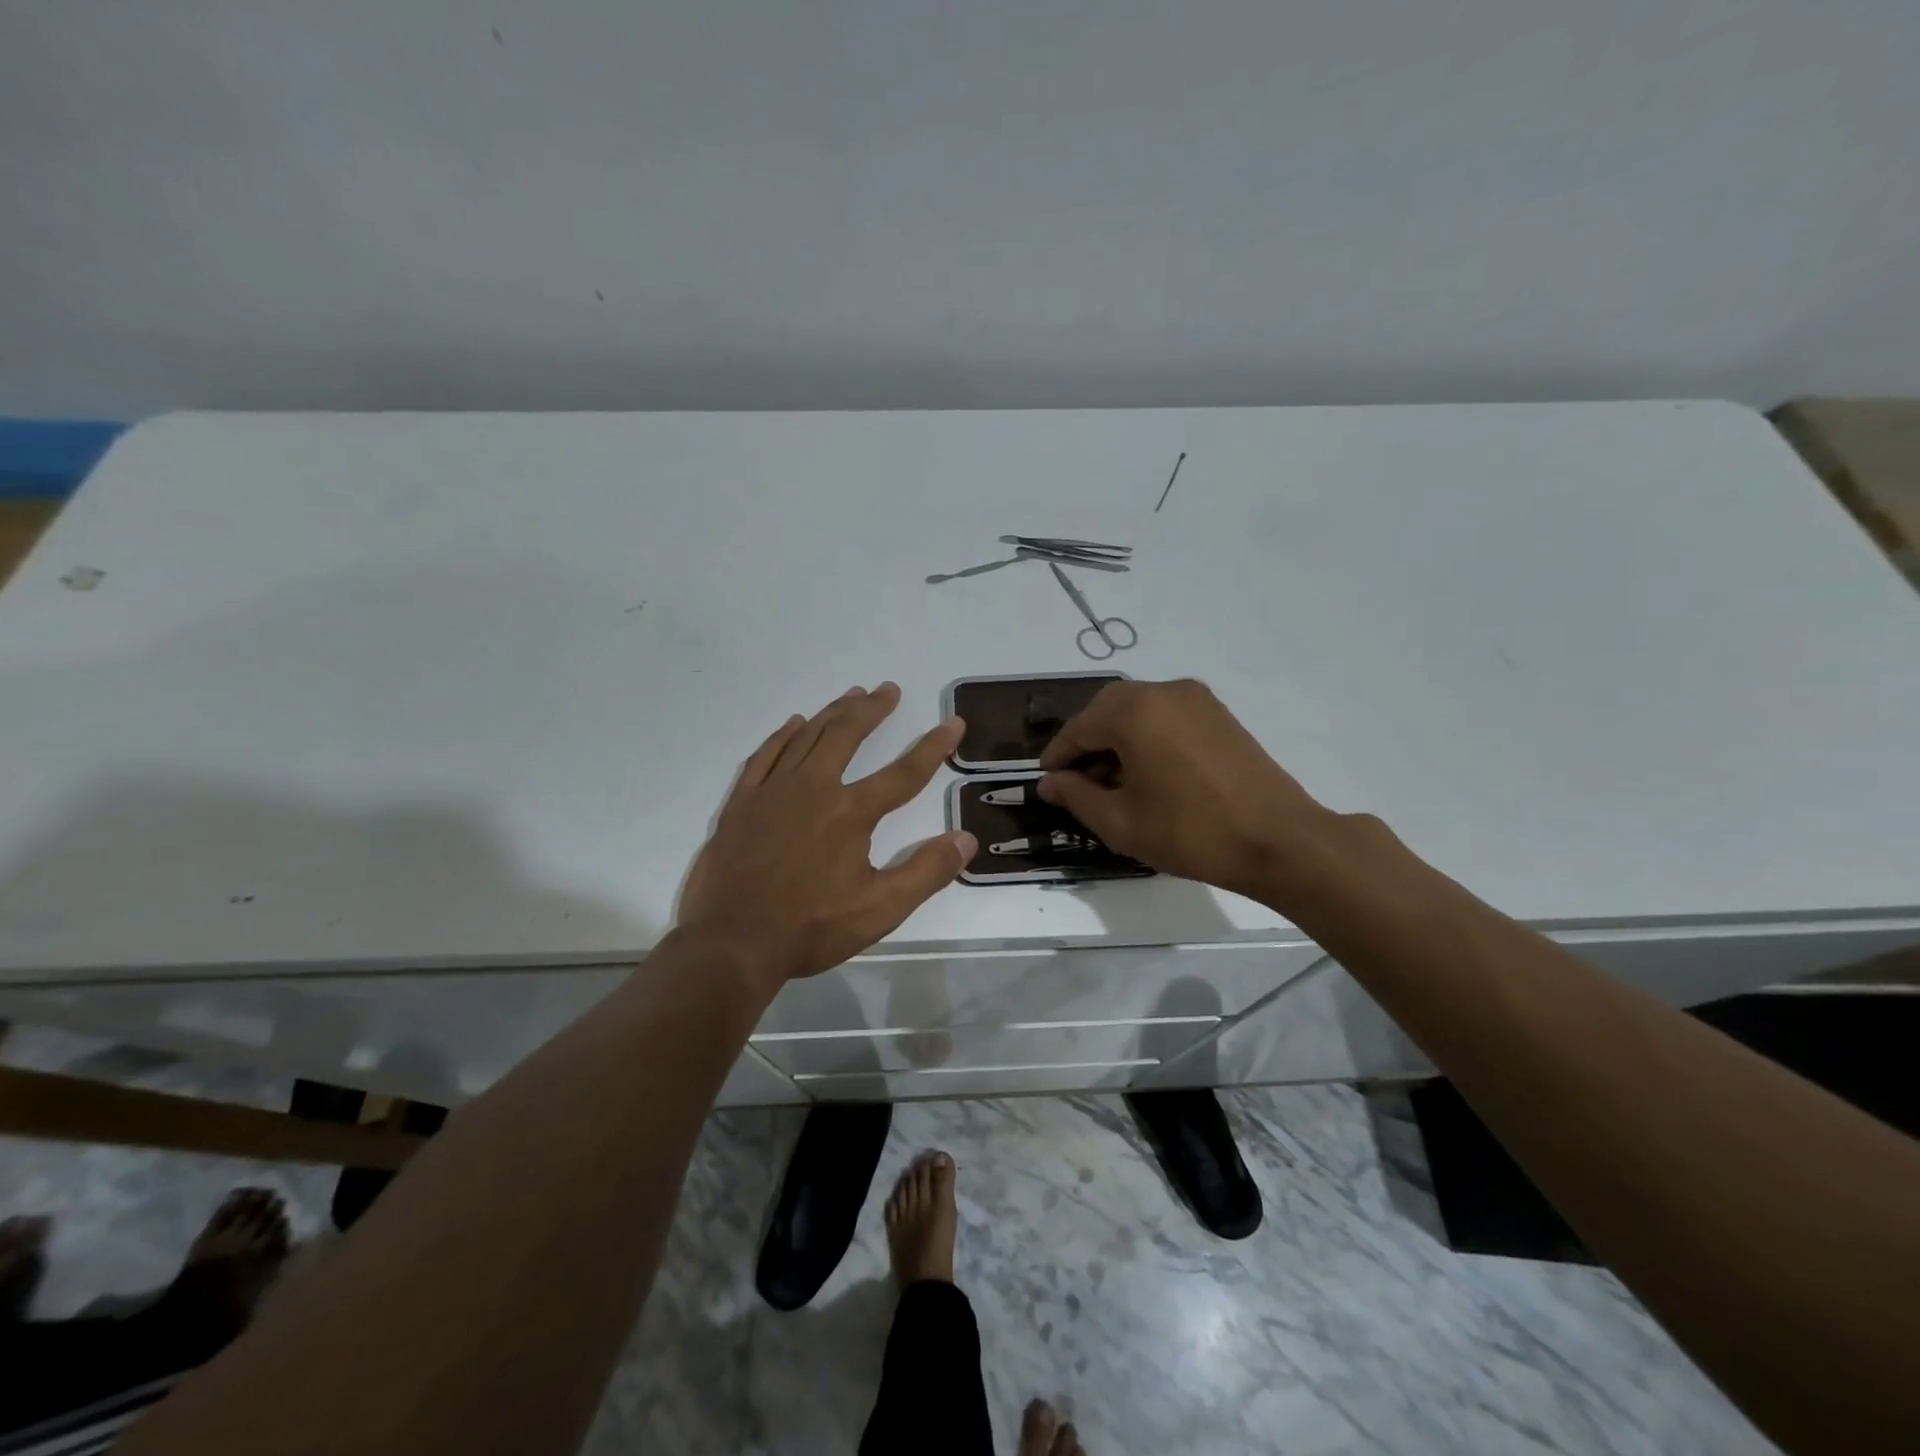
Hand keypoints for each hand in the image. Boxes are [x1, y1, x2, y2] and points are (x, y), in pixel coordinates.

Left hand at [680, 682, 974, 986]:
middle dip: (872, 710)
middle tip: (888, 690)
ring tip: (852, 695)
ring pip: (807, 737)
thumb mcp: (880, 909)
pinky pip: (765, 756)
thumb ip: (927, 872)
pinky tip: (793, 724)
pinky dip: (782, 736)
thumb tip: (966, 838)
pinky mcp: (741, 803)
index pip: (904, 773)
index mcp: (851, 813)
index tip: (953, 723)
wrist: (731, 943)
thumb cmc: (810, 928)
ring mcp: (772, 792)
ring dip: (833, 713)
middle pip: (847, 735)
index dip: (933, 747)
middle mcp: (813, 789)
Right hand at [1037, 678, 1339, 901]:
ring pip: (1138, 707)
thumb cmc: (1190, 832)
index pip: (1078, 728)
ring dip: (1116, 734)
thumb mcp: (1120, 822)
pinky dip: (1146, 732)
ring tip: (1112, 776)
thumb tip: (1050, 783)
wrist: (1279, 840)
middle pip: (1106, 708)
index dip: (1058, 756)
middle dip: (1086, 739)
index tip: (1046, 780)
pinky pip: (1166, 713)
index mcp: (1133, 712)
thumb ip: (1076, 796)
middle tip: (1077, 778)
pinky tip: (1148, 768)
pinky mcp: (1218, 713)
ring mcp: (1196, 698)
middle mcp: (1162, 691)